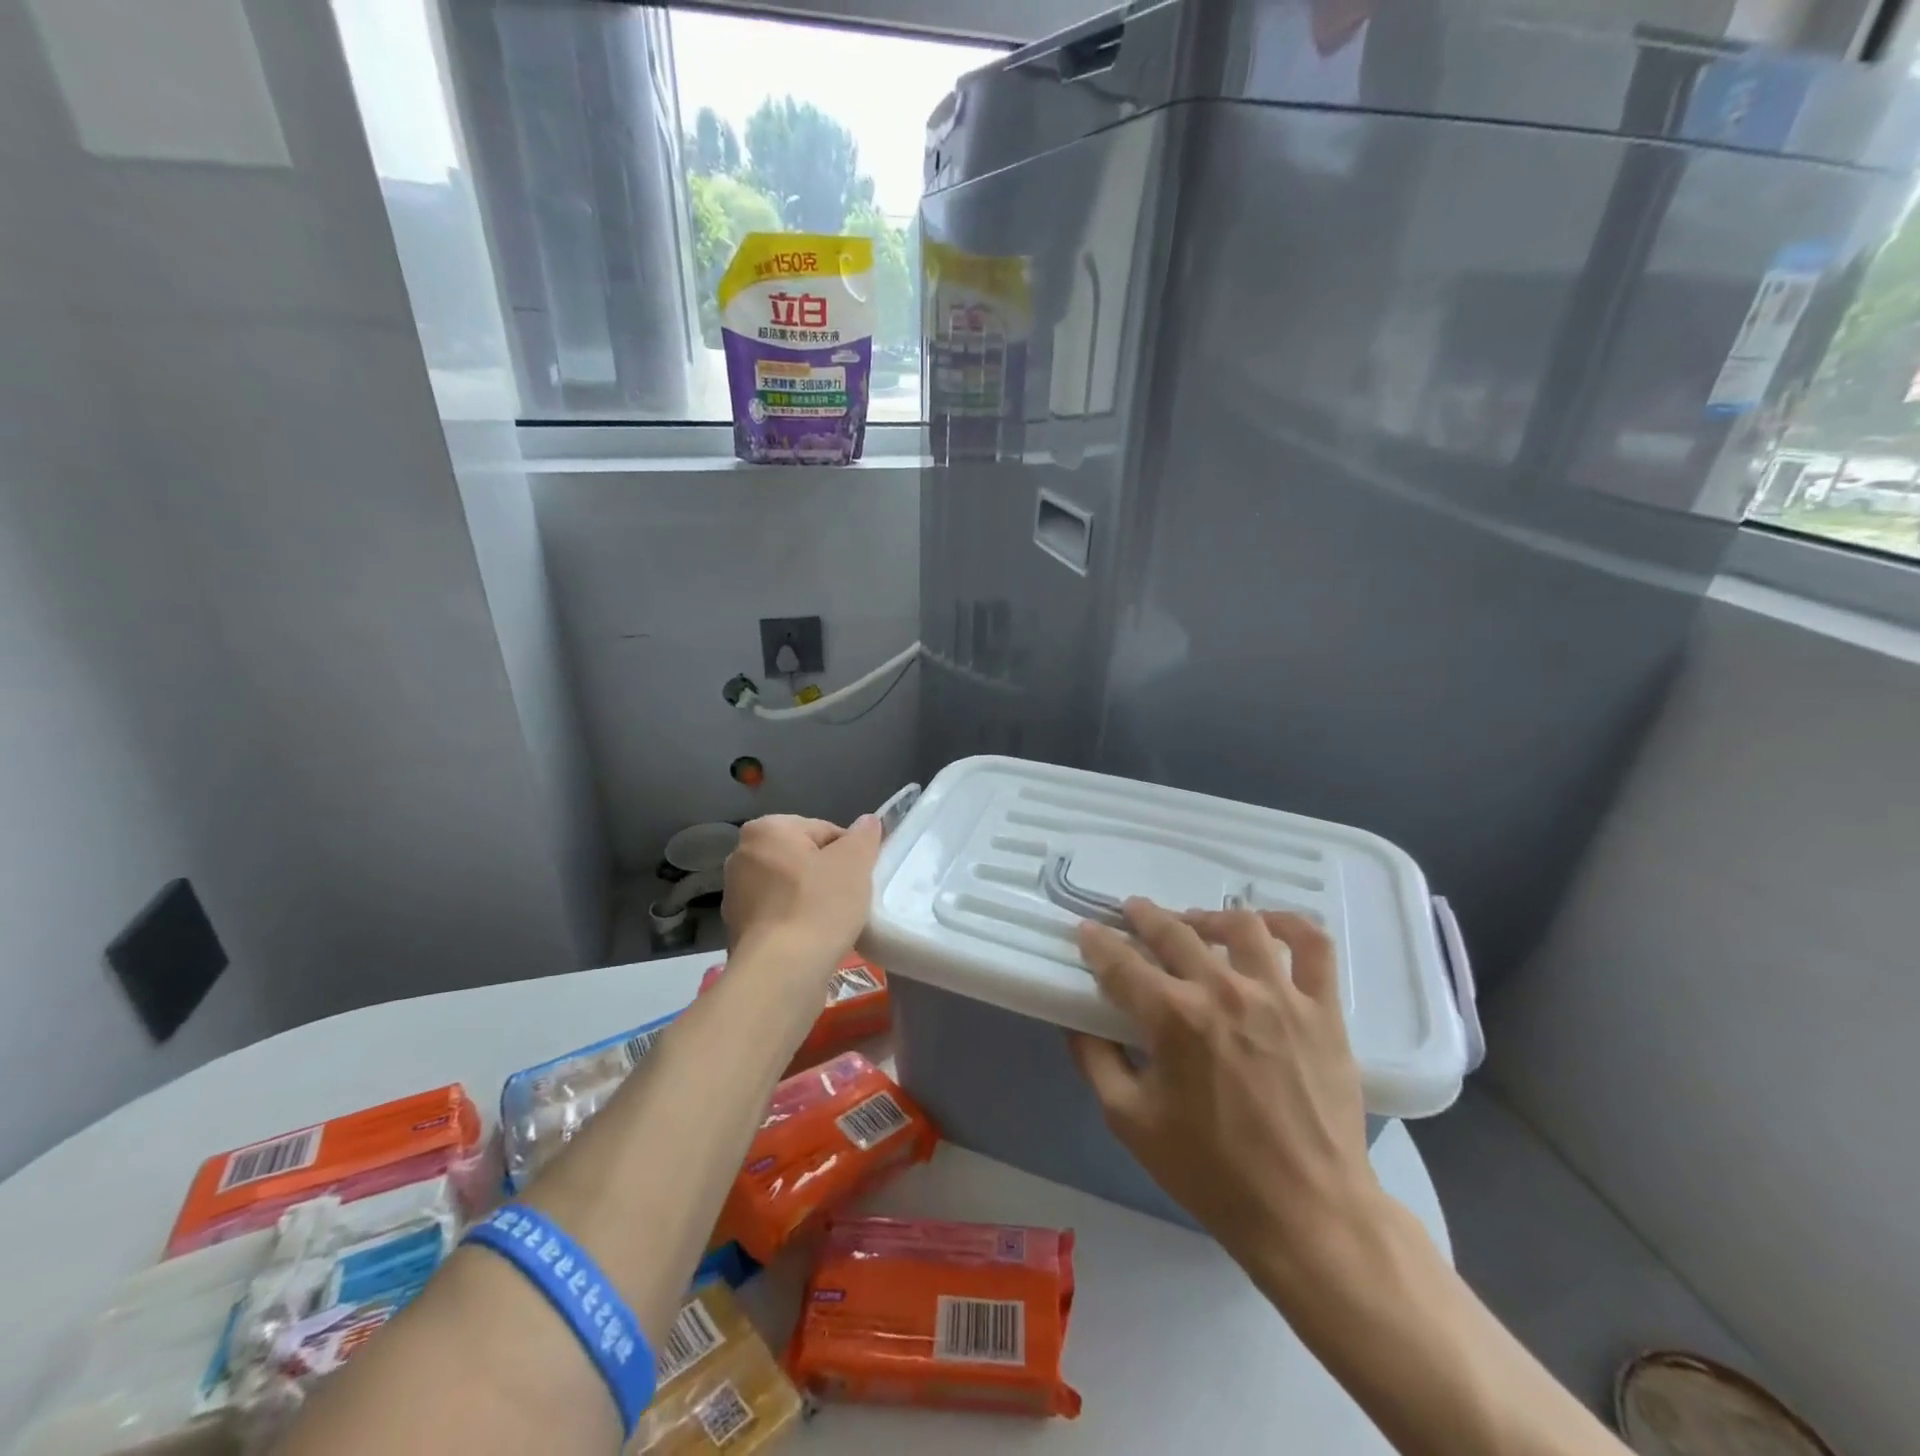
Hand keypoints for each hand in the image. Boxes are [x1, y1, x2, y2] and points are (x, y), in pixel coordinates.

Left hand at [721, 814, 881, 986]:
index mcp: (766, 830)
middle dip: (829, 875)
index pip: (824, 830)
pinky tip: (814, 940)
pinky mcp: (738, 929)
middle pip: (805, 858)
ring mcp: (736, 895)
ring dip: (814, 900)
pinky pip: (780, 915)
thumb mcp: (854, 863)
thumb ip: (864, 836)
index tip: (859, 878)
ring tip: (834, 923)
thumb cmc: (818, 907)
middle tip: (850, 899)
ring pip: (792, 888)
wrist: (781, 974)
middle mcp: (742, 856)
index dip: (849, 853)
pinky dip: (798, 922)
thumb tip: (868, 822)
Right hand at [1069, 900, 1382, 1287]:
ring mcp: (1279, 995)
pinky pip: (1312, 946)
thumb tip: (1076, 1021)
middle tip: (1131, 912)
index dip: (1097, 942)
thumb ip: (1095, 1062)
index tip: (1086, 931)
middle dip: (1144, 917)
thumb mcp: (1130, 1122)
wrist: (1307, 1214)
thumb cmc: (1211, 1172)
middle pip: (1174, 932)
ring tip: (1195, 923)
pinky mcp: (1322, 1010)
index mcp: (1173, 1018)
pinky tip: (1267, 924)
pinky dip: (1290, 923)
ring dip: (1207, 917)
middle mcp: (1223, 991)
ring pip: (1241, 926)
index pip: (1121, 962)